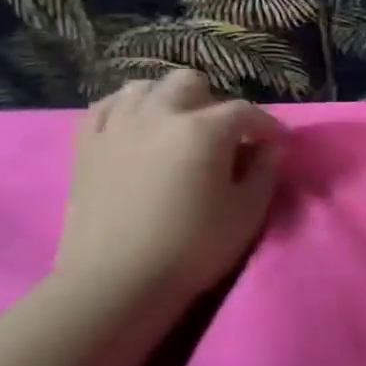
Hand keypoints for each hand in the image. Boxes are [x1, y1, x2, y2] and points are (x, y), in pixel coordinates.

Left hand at [55, 69, 283, 302]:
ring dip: (169, 101)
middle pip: (190, 83)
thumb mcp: (247, 212)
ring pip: (145, 88)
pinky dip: (127, 110)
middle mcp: (160, 115)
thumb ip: (264, 171)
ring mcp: (117, 126)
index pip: (245, 112)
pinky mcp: (87, 145)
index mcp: (204, 130)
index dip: (267, 125)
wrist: (117, 281)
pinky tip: (136, 128)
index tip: (278, 143)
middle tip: (223, 136)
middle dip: (213, 102)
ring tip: (178, 129)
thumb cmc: (193, 247)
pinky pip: (107, 107)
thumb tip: (271, 146)